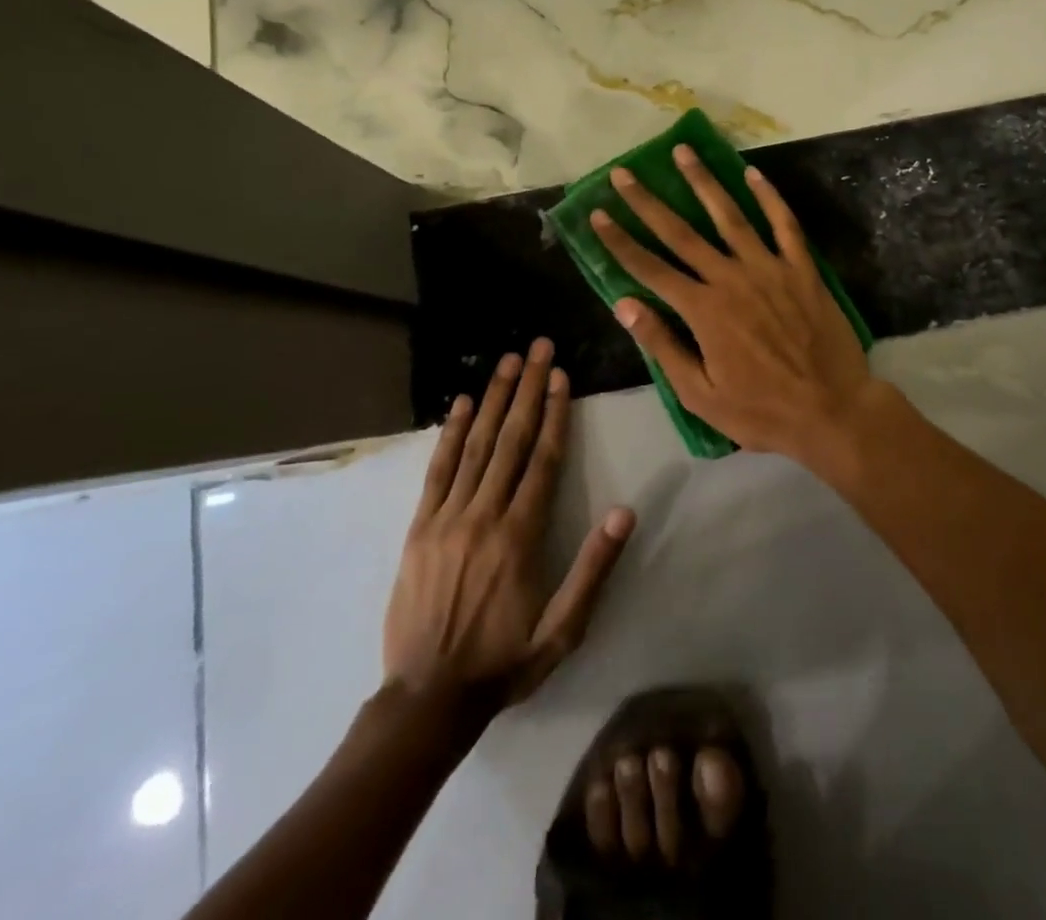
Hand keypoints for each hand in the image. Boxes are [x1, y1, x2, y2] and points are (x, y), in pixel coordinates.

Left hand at [383, 339, 634, 706]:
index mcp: (520, 535)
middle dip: (526, 388)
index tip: (560, 375)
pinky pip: (437, 470)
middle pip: (509, 439)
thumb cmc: (504, 661)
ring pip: (474, 445)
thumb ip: (593, 569)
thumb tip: (625, 512)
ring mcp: (447, 518)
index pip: (542, 459)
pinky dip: (449, 433)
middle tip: (536, 347)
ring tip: (506, 361)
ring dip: (491, 398)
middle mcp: (484, 515)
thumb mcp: (562, 630)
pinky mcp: (419, 528)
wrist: (426, 699)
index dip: (553, 413)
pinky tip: (458, 404)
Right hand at [589, 144, 881, 465]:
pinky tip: (752, 173)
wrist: (831, 409)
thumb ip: (663, 345)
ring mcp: (769, 268)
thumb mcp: (700, 393)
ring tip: (682, 152)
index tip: (598, 214)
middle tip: (624, 173)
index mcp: (703, 310)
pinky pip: (784, 224)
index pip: (650, 268)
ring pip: (730, 216)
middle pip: (682, 233)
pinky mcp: (802, 269)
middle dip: (648, 202)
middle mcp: (731, 278)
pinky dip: (768, 196)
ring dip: (703, 182)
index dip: (620, 241)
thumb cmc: (761, 410)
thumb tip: (625, 304)